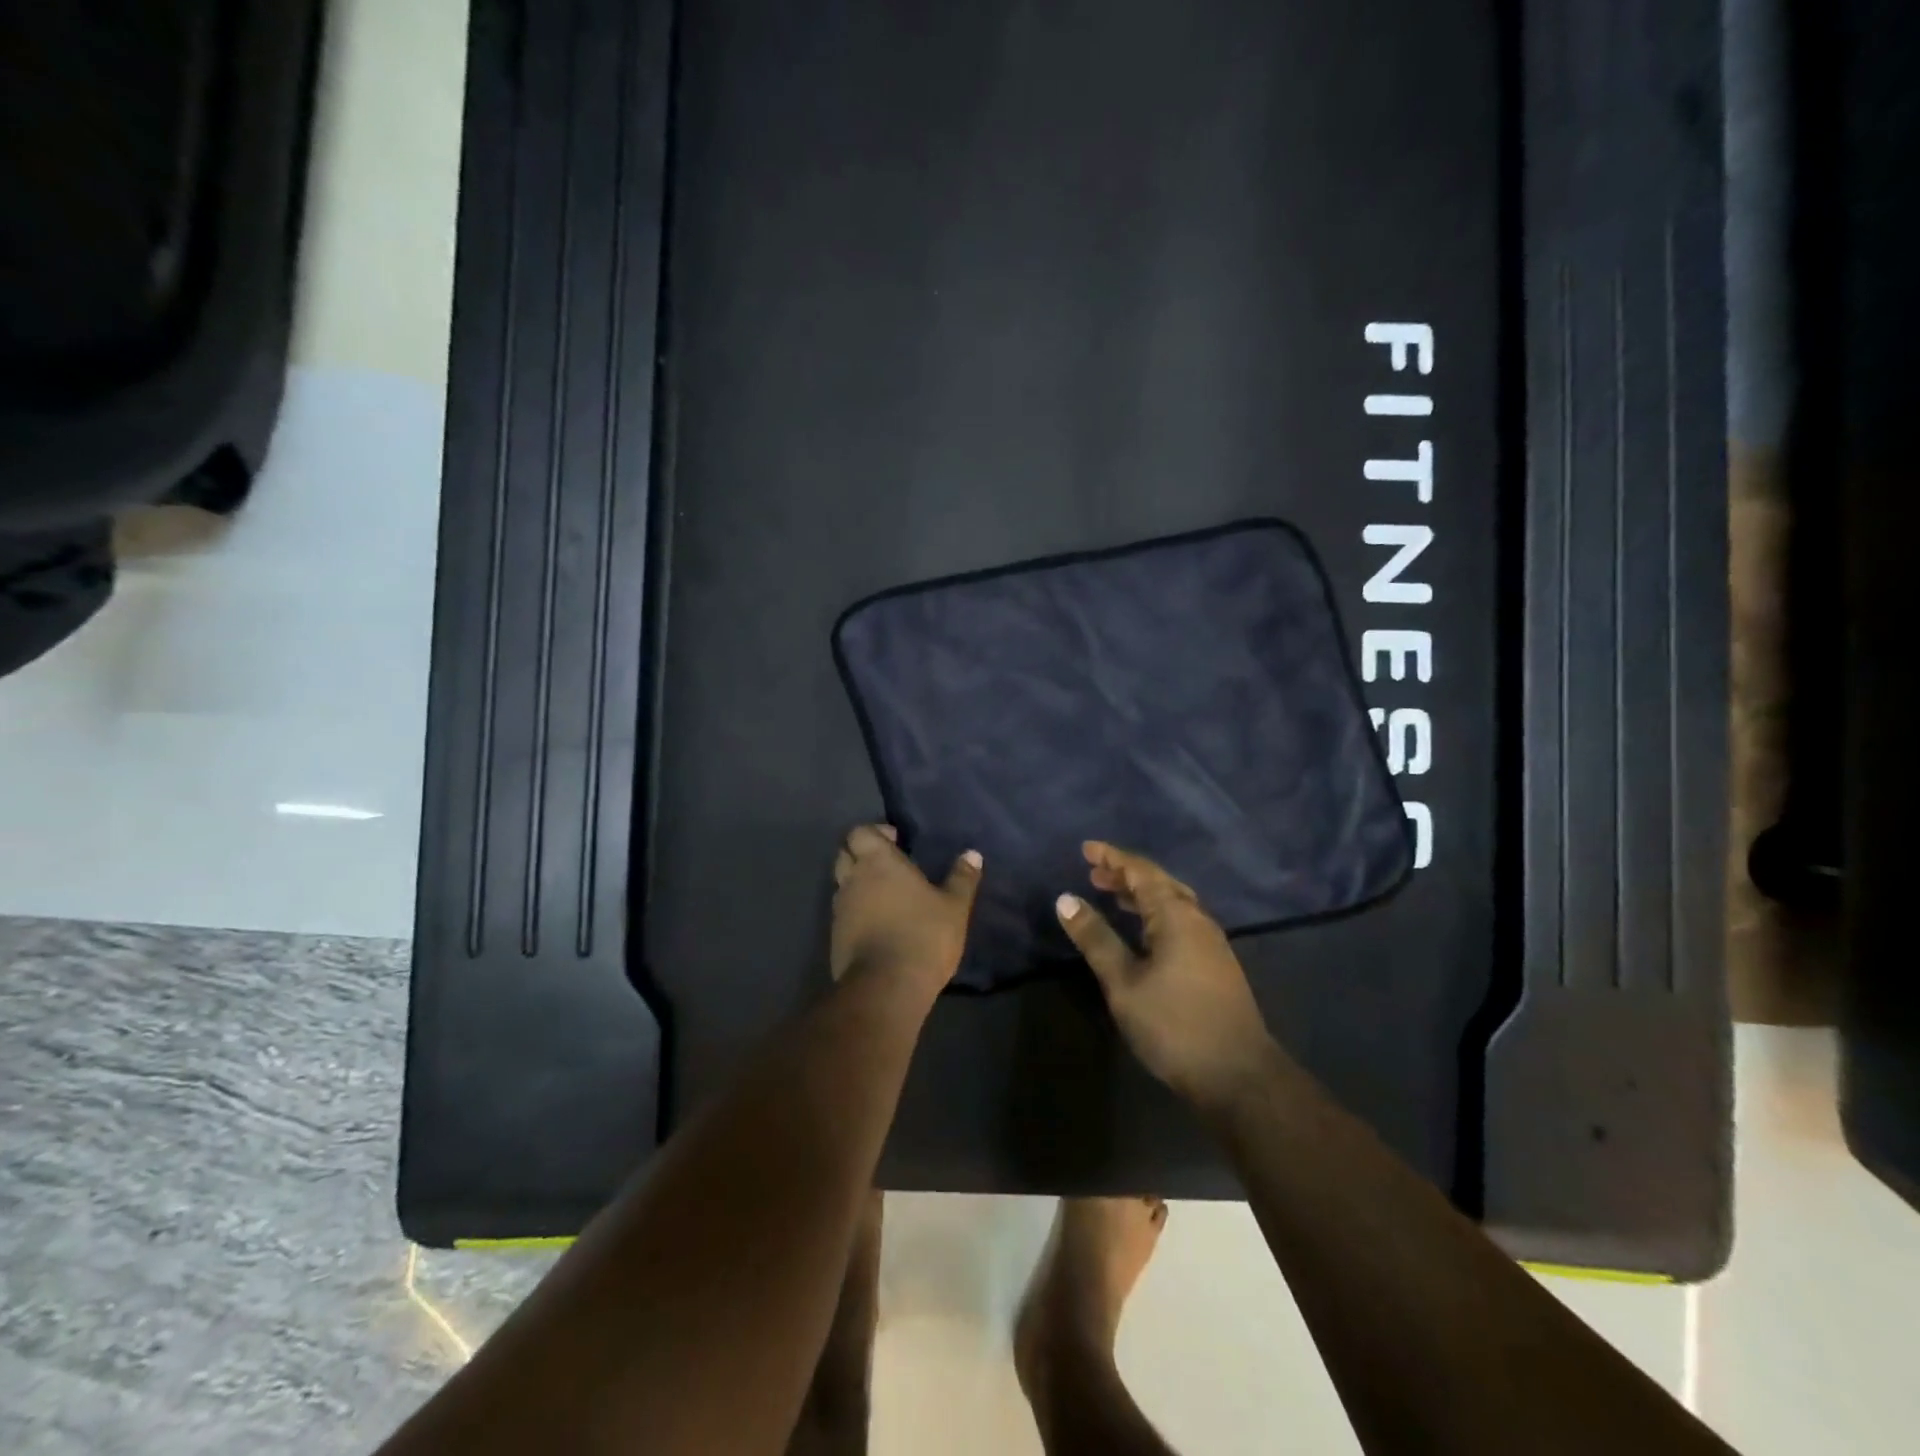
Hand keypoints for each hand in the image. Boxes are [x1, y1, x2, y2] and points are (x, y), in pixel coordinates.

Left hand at [831, 824, 981, 994]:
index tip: (896, 842)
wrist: (886, 987)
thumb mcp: (954, 907)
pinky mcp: (835, 938)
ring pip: (842, 885)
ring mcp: (840, 910)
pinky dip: (856, 913)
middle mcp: (852, 879)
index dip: (875, 833)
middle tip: (889, 866)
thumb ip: (962, 878)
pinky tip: (879, 926)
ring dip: (858, 885)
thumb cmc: (923, 935)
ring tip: (886, 898)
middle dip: (862, 855)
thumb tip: (973, 853)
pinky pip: (843, 914)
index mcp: (878, 862)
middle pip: (845, 854)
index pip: (860, 832)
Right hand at [1056, 841, 1276, 1110]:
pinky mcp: (1215, 965)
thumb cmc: (1174, 1024)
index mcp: (1176, 916)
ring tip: (1112, 895)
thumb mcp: (1123, 982)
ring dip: (1141, 895)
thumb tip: (1065, 899)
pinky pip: (1180, 922)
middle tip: (1094, 873)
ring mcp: (1211, 943)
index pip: (1141, 872)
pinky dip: (1155, 914)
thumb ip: (1096, 938)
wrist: (1239, 1075)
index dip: (1113, 858)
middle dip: (1126, 875)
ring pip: (1173, 903)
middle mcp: (1197, 920)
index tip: (1086, 849)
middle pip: (1160, 884)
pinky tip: (1142, 932)